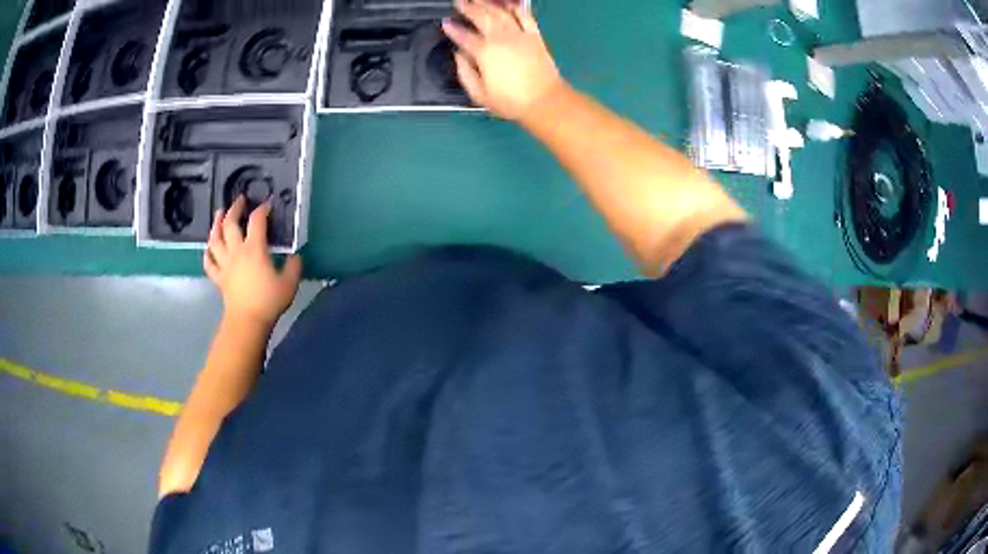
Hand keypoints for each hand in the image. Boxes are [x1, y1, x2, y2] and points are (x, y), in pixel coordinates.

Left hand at [204, 196, 301, 326]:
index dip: (262, 209)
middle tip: (239, 200)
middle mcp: (236, 251)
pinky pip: (209, 263)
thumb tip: (295, 257)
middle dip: (234, 209)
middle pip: (230, 224)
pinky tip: (208, 248)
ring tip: (218, 215)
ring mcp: (225, 264)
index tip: (267, 204)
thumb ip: (294, 266)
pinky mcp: (218, 278)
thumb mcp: (289, 283)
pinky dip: (207, 253)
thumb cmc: (268, 301)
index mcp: (254, 249)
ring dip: (215, 225)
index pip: (257, 221)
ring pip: (215, 239)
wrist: (247, 321)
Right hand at [443, 0, 562, 120]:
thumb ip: (464, 73)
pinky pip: (524, 15)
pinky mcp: (534, 36)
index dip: (452, 28)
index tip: (445, 22)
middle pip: (481, 17)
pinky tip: (507, 3)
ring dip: (487, 4)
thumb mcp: (479, 94)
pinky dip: (515, 7)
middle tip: (459, 1)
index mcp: (484, 52)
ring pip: (500, 12)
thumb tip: (459, 56)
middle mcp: (500, 38)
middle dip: (467, 7)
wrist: (544, 101)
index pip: (463, 36)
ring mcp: (519, 35)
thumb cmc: (510, 102)